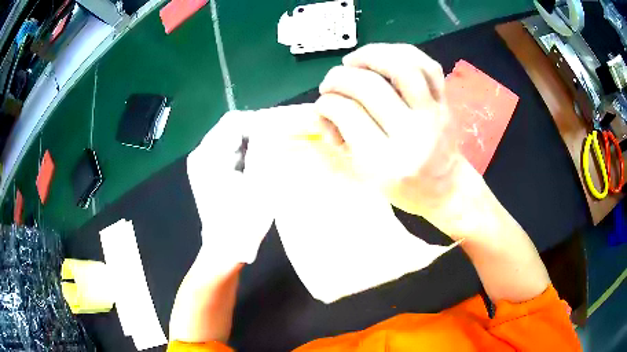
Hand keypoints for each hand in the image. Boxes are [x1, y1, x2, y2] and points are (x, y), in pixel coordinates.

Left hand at [186, 111, 273, 266]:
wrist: (224, 249)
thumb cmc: (242, 221)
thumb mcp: (260, 182)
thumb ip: (266, 150)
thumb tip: (274, 127)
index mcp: (208, 155)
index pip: (233, 121)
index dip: (259, 120)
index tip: (280, 128)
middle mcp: (201, 154)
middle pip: (230, 128)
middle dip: (256, 131)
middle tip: (279, 140)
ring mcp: (202, 163)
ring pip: (230, 139)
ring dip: (252, 142)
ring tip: (272, 151)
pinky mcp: (206, 172)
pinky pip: (227, 152)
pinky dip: (245, 153)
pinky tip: (258, 164)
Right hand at [316, 43, 468, 230]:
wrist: (446, 189)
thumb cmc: (402, 188)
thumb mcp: (364, 175)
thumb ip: (339, 138)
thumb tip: (322, 107)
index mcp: (387, 162)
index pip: (348, 114)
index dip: (326, 103)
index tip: (323, 105)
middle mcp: (413, 135)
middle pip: (370, 86)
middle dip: (339, 77)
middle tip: (330, 83)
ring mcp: (434, 115)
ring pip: (402, 67)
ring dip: (370, 55)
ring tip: (353, 60)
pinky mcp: (446, 104)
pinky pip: (428, 66)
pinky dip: (402, 52)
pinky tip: (384, 57)